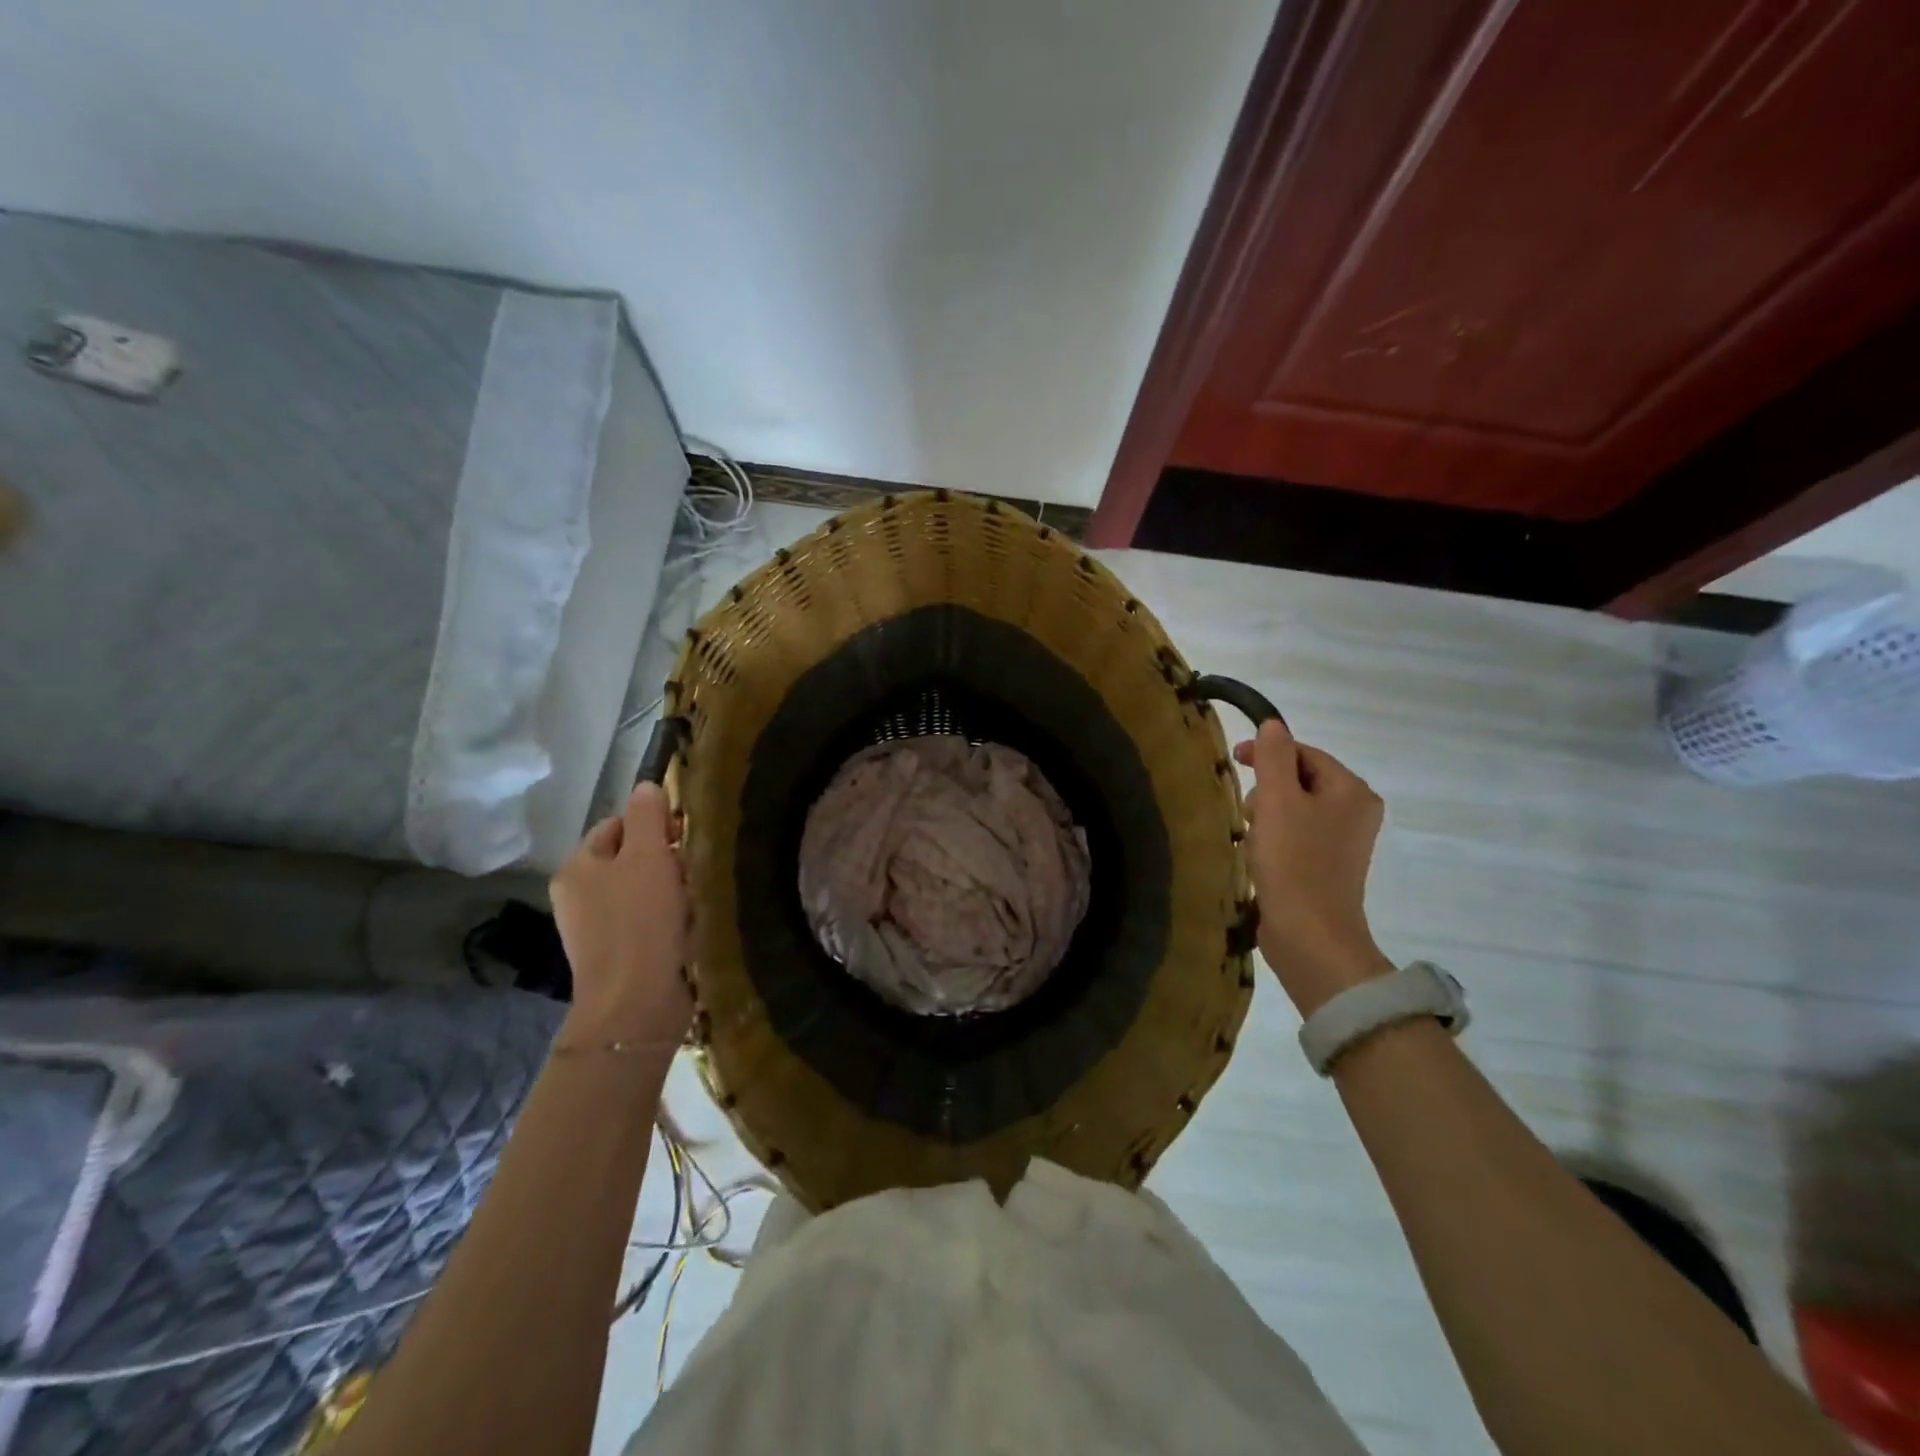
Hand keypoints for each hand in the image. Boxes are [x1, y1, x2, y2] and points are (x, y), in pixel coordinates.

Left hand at [549, 783, 692, 1049]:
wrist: (636, 1003)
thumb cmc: (640, 921)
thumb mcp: (647, 856)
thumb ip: (648, 816)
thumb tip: (646, 786)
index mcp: (577, 868)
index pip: (615, 826)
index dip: (650, 823)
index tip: (683, 834)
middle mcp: (578, 897)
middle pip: (628, 859)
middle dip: (663, 857)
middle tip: (693, 863)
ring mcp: (596, 931)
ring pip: (641, 891)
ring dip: (670, 889)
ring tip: (696, 894)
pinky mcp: (619, 957)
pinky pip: (647, 922)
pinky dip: (668, 917)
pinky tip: (689, 922)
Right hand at [1234, 719, 1392, 1015]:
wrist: (1310, 935)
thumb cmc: (1294, 862)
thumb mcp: (1277, 800)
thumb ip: (1274, 757)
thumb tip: (1273, 725)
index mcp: (1352, 791)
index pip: (1305, 753)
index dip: (1267, 753)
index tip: (1233, 761)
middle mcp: (1356, 812)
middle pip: (1299, 780)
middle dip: (1267, 790)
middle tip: (1248, 814)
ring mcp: (1344, 843)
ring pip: (1294, 809)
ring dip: (1266, 817)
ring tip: (1252, 840)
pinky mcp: (1328, 867)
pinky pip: (1296, 836)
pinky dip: (1274, 839)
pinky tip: (1259, 857)